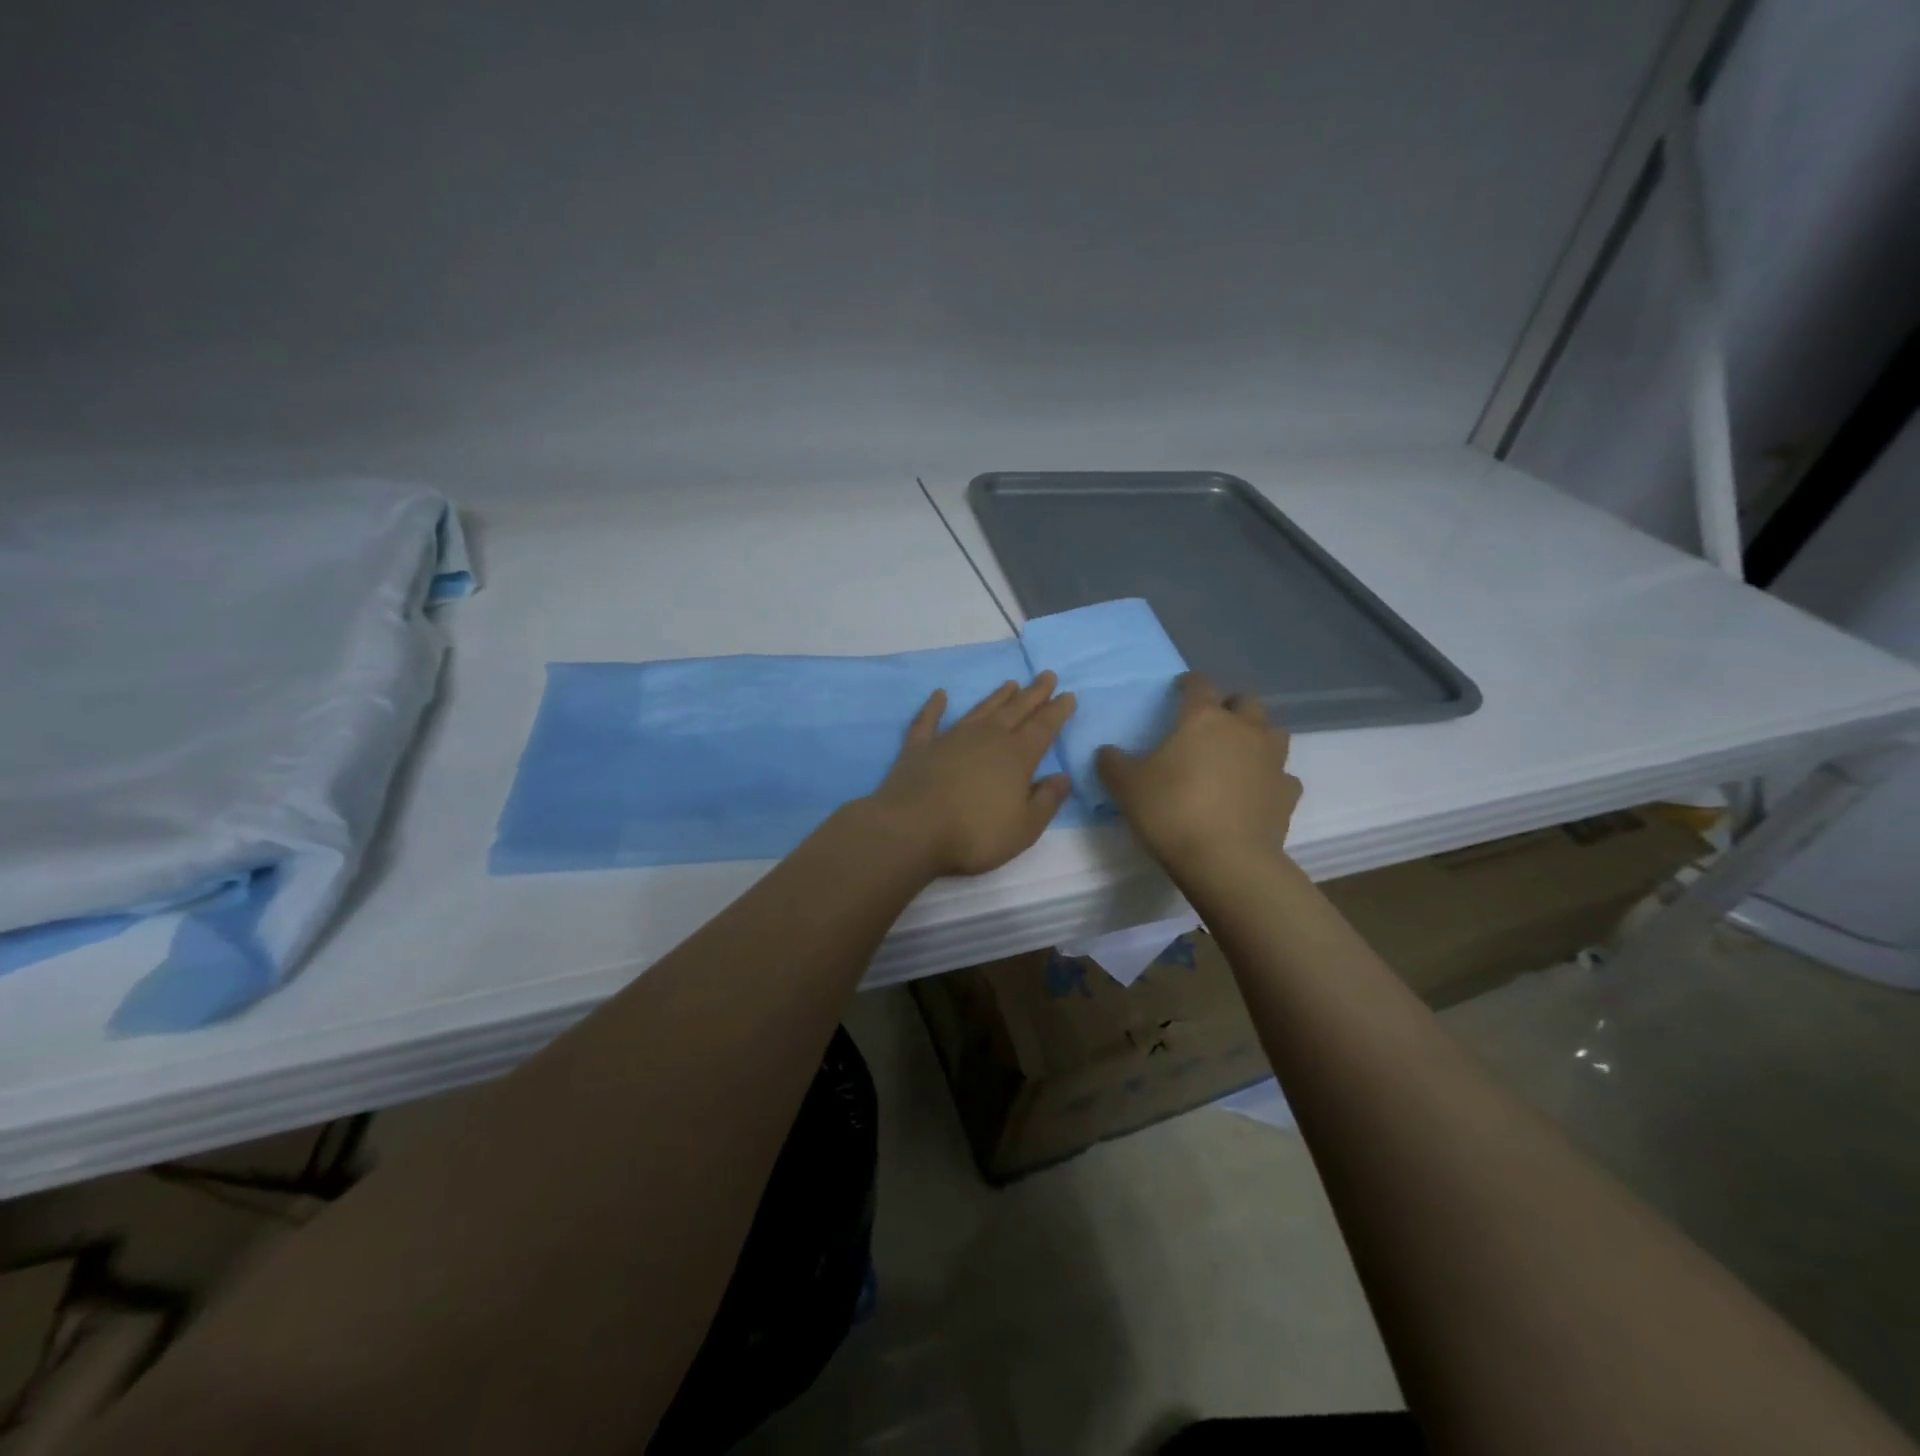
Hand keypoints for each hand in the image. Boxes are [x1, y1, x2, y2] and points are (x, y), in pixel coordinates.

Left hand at [868, 674, 1076, 878]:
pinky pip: (928, 720)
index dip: (1057, 711)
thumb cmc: (975, 834)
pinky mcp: (919, 747)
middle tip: (1047, 675)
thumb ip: (1046, 801)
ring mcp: (950, 738)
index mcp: (1016, 757)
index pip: (1043, 728)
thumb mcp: (1024, 828)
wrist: (912, 829)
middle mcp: (986, 738)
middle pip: (1015, 710)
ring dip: (996, 697)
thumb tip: (1063, 777)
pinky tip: (940, 695)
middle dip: (1034, 693)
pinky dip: (935, 706)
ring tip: (1011, 684)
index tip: (1068, 695)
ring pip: (980, 710)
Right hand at [1096, 673, 1300, 869]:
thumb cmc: (1171, 811)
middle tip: (1211, 723)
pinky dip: (1270, 778)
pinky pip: (1282, 775)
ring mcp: (1271, 760)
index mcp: (1203, 718)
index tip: (1178, 690)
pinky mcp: (1287, 793)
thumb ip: (1112, 763)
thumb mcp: (1126, 787)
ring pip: (1273, 732)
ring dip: (1256, 736)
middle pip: (1246, 701)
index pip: (1199, 684)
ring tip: (1237, 754)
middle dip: (1230, 706)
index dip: (1188, 683)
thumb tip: (1106, 752)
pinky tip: (1255, 792)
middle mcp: (1243, 730)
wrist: (1226, 860)